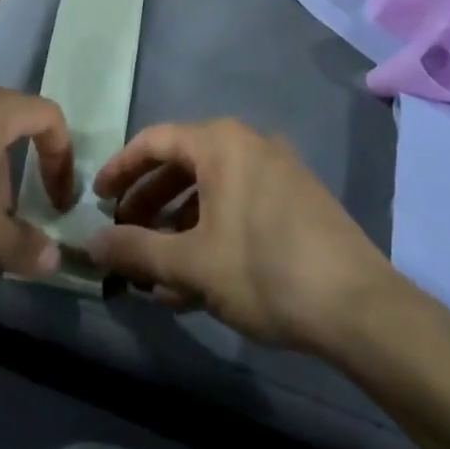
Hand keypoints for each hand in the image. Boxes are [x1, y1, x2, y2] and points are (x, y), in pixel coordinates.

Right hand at [87, 118, 390, 349]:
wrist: (360, 307)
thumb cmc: (265, 270)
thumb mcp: (191, 264)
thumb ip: (136, 249)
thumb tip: (89, 244)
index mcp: (221, 143)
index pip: (155, 140)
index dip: (120, 168)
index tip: (96, 197)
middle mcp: (249, 144)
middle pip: (182, 165)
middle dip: (147, 202)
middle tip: (122, 234)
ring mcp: (278, 172)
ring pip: (211, 190)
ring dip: (176, 224)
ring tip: (153, 268)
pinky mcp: (296, 202)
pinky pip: (238, 206)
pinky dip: (210, 232)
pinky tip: (194, 279)